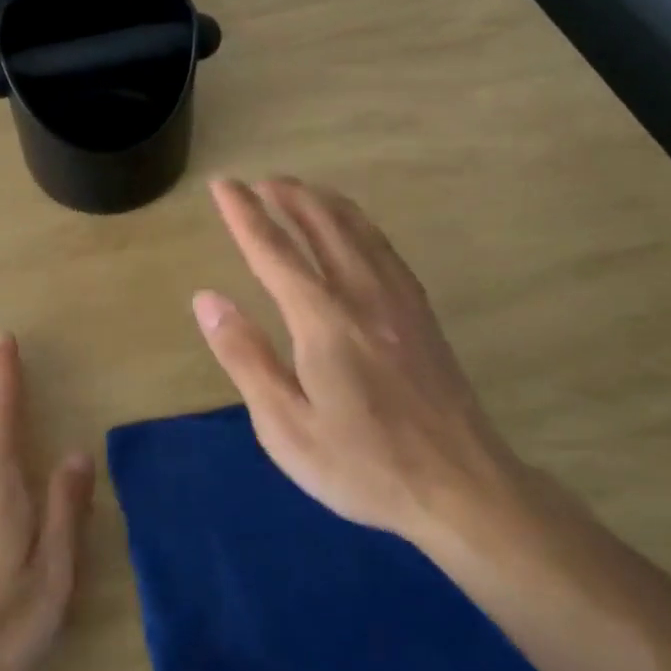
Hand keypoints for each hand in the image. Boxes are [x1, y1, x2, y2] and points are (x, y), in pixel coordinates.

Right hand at [192, 178, 527, 543]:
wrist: (463, 488)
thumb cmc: (363, 464)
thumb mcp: (286, 425)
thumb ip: (245, 356)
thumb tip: (207, 298)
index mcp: (323, 320)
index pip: (274, 250)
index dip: (244, 213)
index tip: (223, 185)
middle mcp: (362, 295)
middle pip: (322, 225)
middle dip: (288, 196)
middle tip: (261, 181)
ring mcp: (399, 301)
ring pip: (358, 229)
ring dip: (324, 202)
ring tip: (301, 190)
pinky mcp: (422, 314)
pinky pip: (385, 249)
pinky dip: (360, 224)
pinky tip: (356, 230)